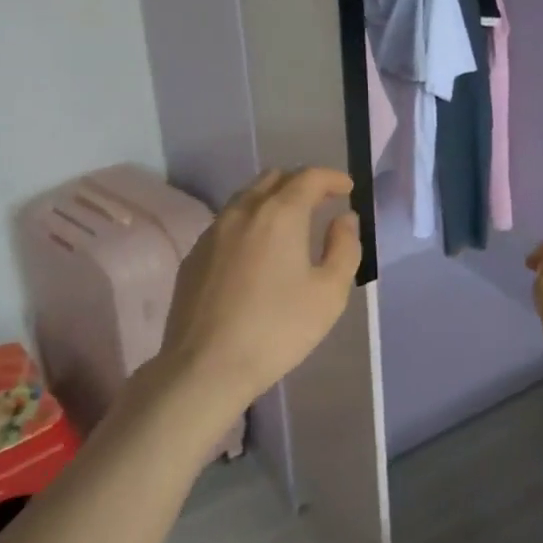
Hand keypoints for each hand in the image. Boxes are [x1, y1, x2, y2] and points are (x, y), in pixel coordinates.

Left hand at [159, 168, 361, 421]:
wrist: (205, 366)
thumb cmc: (277, 329)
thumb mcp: (329, 293)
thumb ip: (344, 248)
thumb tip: (344, 219)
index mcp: (280, 213)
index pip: (309, 177)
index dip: (333, 178)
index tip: (347, 189)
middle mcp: (243, 211)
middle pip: (274, 178)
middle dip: (301, 183)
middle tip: (321, 202)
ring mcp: (213, 231)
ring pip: (247, 197)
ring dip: (272, 200)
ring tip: (290, 224)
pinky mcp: (194, 255)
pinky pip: (227, 223)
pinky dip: (249, 222)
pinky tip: (256, 251)